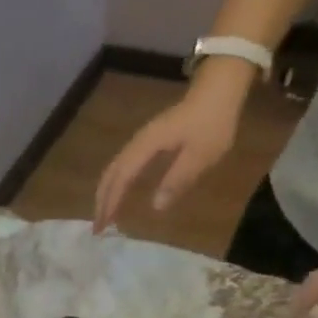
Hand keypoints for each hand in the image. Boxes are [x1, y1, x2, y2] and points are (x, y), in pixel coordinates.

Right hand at [93, 63, 249, 230]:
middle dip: (101, 201)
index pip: (122, 178)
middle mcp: (138, 143)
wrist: (219, 89)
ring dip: (106, 192)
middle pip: (111, 173)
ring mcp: (141, 140)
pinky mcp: (148, 141)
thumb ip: (178, 180)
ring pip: (114, 169)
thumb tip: (155, 206)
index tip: (104, 226)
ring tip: (104, 214)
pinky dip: (116, 183)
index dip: (111, 202)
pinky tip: (119, 192)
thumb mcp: (201, 155)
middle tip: (98, 227)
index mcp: (147, 146)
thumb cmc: (212, 122)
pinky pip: (123, 165)